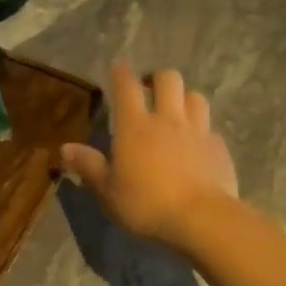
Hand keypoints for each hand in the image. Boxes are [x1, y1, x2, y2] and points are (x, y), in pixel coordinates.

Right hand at [60, 61, 239, 251]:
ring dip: (183, 97)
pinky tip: (196, 144)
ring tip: (176, 111)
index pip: (126, 86)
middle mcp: (168, 119)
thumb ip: (89, 166)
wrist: (201, 219)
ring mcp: (198, 131)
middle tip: (149, 89)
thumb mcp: (108, 191)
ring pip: (194, 96)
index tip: (118, 67)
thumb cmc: (146, 204)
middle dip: (157, 78)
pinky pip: (210, 127)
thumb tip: (66, 148)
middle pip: (168, 78)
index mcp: (135, 126)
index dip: (121, 73)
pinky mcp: (219, 147)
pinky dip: (201, 129)